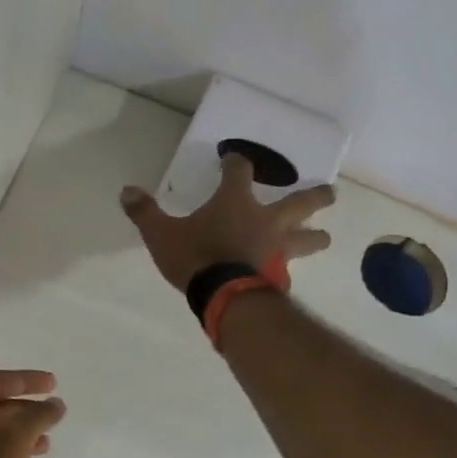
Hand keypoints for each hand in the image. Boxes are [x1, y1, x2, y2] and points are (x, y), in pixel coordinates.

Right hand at [119, 155, 334, 291]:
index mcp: (235, 202)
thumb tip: (126, 191)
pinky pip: (288, 272)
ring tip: (323, 237)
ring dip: (317, 236)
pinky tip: (285, 277)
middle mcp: (266, 220)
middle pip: (302, 201)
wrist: (224, 297)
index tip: (233, 160)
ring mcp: (278, 249)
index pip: (240, 171)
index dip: (236, 162)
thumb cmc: (195, 257)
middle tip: (330, 194)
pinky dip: (287, 272)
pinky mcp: (280, 277)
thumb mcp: (161, 234)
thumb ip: (145, 213)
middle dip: (316, 196)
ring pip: (309, 239)